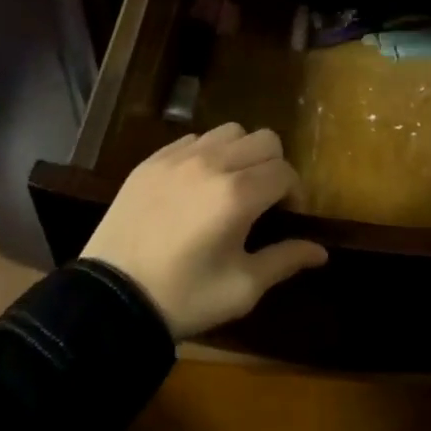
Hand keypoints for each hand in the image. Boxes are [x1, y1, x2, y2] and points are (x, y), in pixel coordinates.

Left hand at [82, 122, 327, 338]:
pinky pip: (194, 140)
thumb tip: (322, 251)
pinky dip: (207, 154)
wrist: (109, 299)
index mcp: (238, 194)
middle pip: (264, 139)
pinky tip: (197, 186)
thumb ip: (285, 260)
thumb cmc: (184, 297)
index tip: (286, 217)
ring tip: (231, 185)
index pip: (285, 172)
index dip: (294, 194)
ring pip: (230, 131)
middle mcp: (212, 163)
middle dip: (274, 166)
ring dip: (241, 153)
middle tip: (263, 199)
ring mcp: (179, 157)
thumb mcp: (242, 288)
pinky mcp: (152, 160)